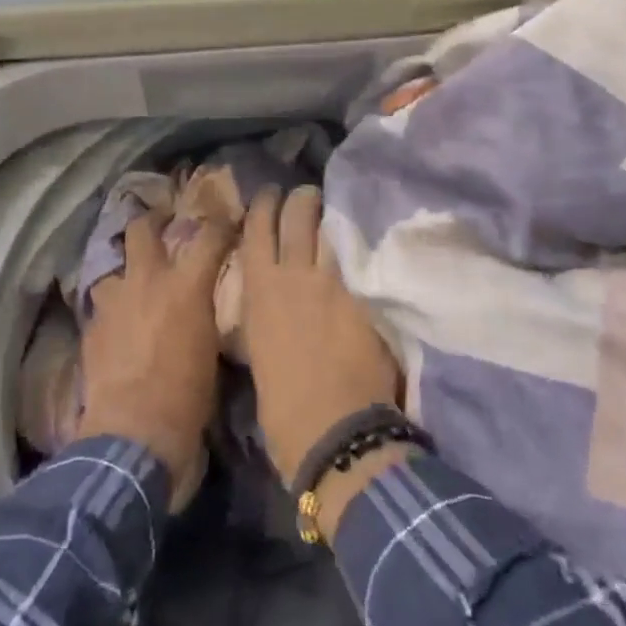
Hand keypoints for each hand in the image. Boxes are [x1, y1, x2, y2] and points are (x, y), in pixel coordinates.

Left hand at [78, 210, 234, 511]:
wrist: (134, 432)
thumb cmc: (188, 395)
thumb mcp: (211, 347)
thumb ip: (204, 314)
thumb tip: (203, 307)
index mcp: (185, 286)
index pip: (208, 236)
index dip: (220, 223)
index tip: (226, 220)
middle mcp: (146, 282)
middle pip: (141, 229)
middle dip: (152, 221)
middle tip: (161, 224)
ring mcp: (112, 303)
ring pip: (112, 270)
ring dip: (124, 277)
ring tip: (133, 291)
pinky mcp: (90, 328)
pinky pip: (101, 308)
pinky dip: (112, 313)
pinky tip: (117, 332)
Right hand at [240, 186, 401, 486]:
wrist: (333, 430)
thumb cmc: (283, 408)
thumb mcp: (259, 353)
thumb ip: (266, 319)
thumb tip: (272, 308)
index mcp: (259, 292)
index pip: (257, 229)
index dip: (264, 205)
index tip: (270, 195)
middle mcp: (293, 275)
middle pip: (297, 214)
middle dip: (302, 199)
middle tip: (309, 197)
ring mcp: (334, 281)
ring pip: (332, 227)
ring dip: (333, 214)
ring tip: (338, 208)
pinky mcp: (368, 295)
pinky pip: (362, 255)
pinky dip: (361, 243)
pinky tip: (368, 237)